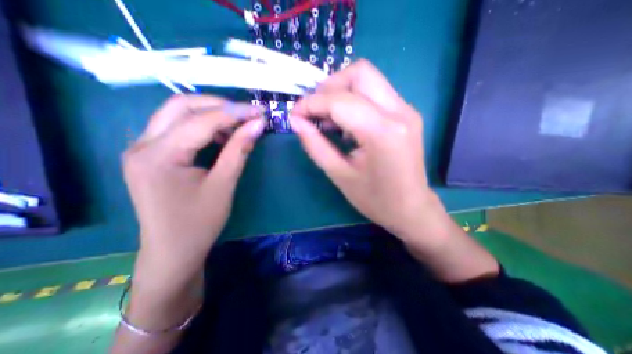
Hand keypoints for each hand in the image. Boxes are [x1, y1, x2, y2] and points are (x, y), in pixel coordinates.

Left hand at [124, 96, 264, 271]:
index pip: (201, 121)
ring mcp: (143, 148)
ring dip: (210, 113)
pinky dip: (202, 125)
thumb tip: (257, 125)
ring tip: (237, 124)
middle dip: (219, 105)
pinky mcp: (151, 155)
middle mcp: (142, 145)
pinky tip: (220, 135)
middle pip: (181, 106)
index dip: (234, 113)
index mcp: (159, 156)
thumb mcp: (223, 185)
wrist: (173, 250)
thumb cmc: (199, 223)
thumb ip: (239, 150)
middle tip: (247, 113)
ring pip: (177, 113)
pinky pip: (177, 128)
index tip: (259, 112)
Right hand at [289, 59, 434, 239]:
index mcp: (382, 132)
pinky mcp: (407, 114)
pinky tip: (347, 124)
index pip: (339, 101)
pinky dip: (355, 100)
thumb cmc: (375, 199)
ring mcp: (407, 110)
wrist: (411, 209)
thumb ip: (315, 145)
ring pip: (368, 79)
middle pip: (359, 73)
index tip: (295, 114)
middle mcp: (399, 111)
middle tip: (315, 112)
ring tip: (329, 119)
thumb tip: (296, 121)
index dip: (312, 103)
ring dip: (341, 92)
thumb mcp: (339, 175)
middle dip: (329, 87)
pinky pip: (376, 93)